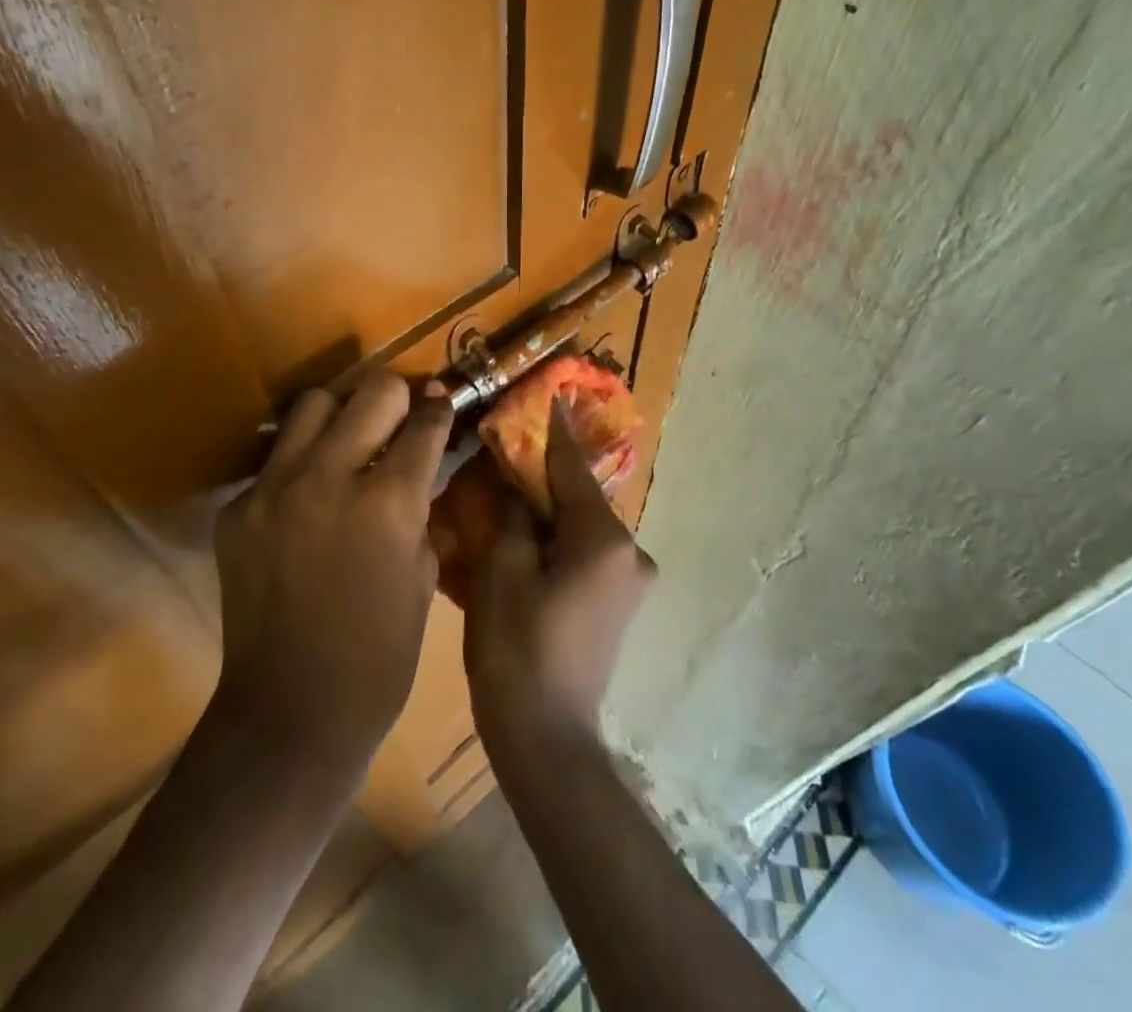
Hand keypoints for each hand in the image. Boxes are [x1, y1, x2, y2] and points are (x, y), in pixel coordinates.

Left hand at [213, 371, 453, 780]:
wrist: (291, 711)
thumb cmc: (379, 656)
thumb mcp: (422, 575)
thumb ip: (419, 507)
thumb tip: (419, 464)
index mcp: (387, 502)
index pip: (423, 423)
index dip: (439, 409)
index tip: (441, 403)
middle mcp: (329, 477)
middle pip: (372, 391)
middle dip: (397, 396)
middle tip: (401, 414)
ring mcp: (274, 489)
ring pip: (312, 404)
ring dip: (341, 414)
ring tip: (349, 441)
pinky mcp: (238, 508)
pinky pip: (276, 460)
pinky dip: (300, 465)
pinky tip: (308, 498)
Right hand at [464, 403, 655, 761]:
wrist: (547, 740)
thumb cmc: (517, 649)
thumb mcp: (501, 570)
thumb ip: (511, 513)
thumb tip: (515, 480)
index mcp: (604, 539)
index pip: (572, 467)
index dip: (553, 430)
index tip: (549, 392)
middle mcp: (630, 552)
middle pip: (578, 496)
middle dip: (542, 475)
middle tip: (504, 453)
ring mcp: (629, 581)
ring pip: (580, 526)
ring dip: (546, 510)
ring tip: (505, 497)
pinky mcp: (619, 603)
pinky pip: (584, 552)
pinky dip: (556, 539)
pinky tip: (524, 540)